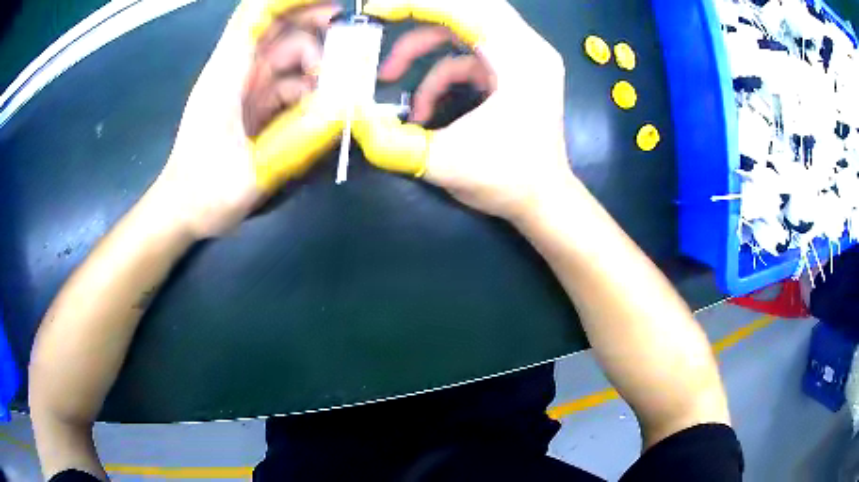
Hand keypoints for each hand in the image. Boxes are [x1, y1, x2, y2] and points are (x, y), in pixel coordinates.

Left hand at [155, 0, 341, 239]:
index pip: (255, 15)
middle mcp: (236, 71)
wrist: (182, 211)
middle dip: (314, 24)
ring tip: (339, 89)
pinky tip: (321, 110)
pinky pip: (287, 83)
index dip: (290, 0)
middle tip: (351, 37)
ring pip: (287, 55)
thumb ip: (298, 141)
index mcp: (226, 75)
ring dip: (316, 64)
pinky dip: (308, 89)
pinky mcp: (253, 104)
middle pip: (277, 28)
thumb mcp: (250, 173)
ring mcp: (245, 87)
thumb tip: (347, 109)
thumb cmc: (203, 192)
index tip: (329, 2)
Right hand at [352, 0, 572, 221]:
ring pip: (465, 29)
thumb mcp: (445, 162)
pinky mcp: (515, 71)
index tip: (378, 10)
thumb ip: (393, 141)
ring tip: (389, 76)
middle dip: (421, 14)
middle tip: (384, 18)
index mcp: (522, 59)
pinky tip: (423, 107)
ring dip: (422, 49)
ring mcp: (524, 58)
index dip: (418, 5)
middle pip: (470, 7)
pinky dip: (440, 73)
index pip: (466, 9)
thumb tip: (353, 118)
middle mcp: (529, 48)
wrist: (543, 201)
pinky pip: (469, 55)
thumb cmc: (508, 181)